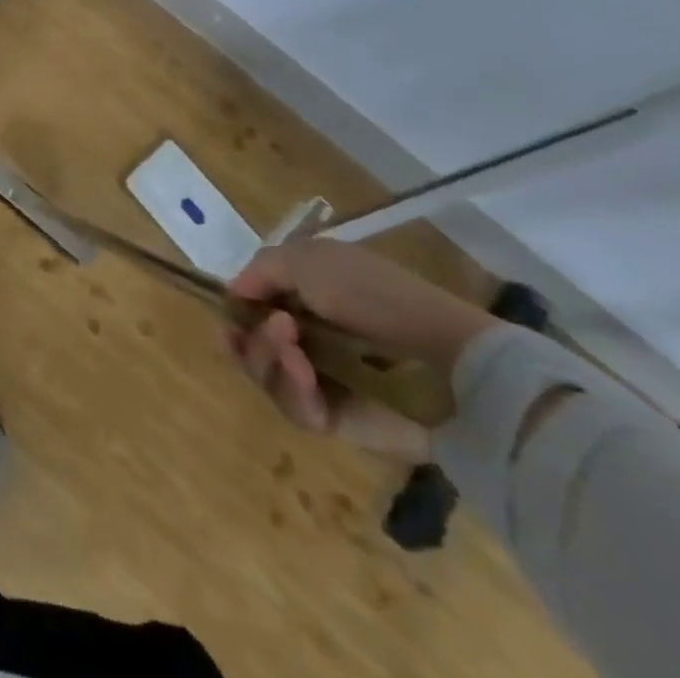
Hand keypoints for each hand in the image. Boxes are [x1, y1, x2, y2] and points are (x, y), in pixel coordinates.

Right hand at [225, 240, 496, 454]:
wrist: (447, 361)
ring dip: (269, 360)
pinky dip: (293, 389)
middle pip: (253, 345)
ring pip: (267, 376)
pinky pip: (296, 409)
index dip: (238, 310)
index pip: (255, 307)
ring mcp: (324, 381)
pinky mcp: (338, 420)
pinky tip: (306, 374)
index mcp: (307, 297)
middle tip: (276, 330)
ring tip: (294, 352)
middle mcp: (310, 337)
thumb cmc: (375, 297)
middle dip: (252, 337)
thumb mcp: (308, 260)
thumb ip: (261, 270)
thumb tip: (234, 295)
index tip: (232, 310)